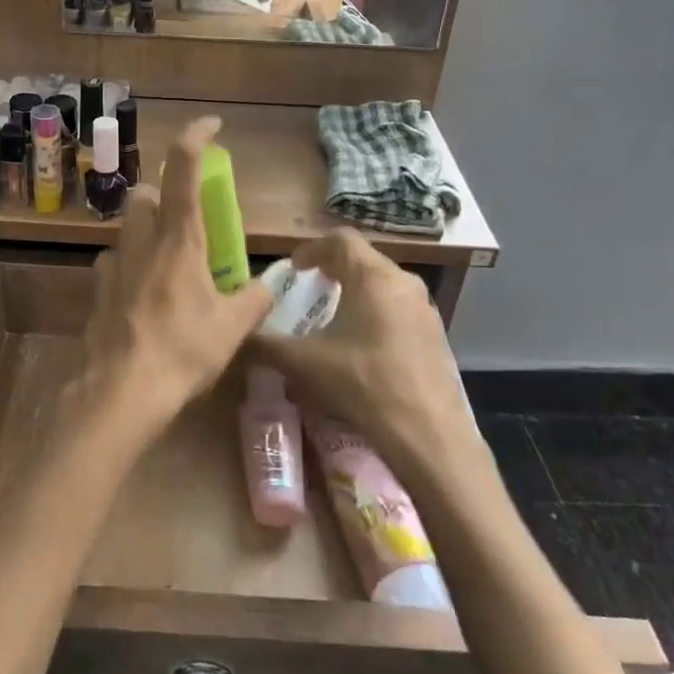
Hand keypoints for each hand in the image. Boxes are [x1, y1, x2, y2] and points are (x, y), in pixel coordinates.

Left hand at [85, 117, 274, 440]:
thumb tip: (270, 284)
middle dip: (163, 195)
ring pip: (127, 226)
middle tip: (187, 223)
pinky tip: (144, 296)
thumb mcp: (232, 327)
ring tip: (170, 264)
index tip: (212, 124)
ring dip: (147, 230)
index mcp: (179, 237)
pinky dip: (131, 265)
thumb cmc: (183, 350)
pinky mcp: (97, 288)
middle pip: (144, 193)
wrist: (122, 391)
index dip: (196, 136)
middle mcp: (142, 239)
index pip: (183, 168)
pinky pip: (114, 261)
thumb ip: (256, 299)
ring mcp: (114, 263)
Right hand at [250, 230, 480, 478]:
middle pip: (363, 259)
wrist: (428, 434)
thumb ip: (264, 344)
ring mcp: (424, 308)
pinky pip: (399, 308)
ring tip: (334, 317)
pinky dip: (377, 312)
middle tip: (310, 290)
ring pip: (384, 284)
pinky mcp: (436, 334)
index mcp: (372, 276)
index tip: (294, 270)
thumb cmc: (362, 383)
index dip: (312, 249)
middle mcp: (402, 281)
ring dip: (357, 291)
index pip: (340, 239)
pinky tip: (363, 345)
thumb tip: (238, 336)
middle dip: (334, 269)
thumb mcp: (303, 363)